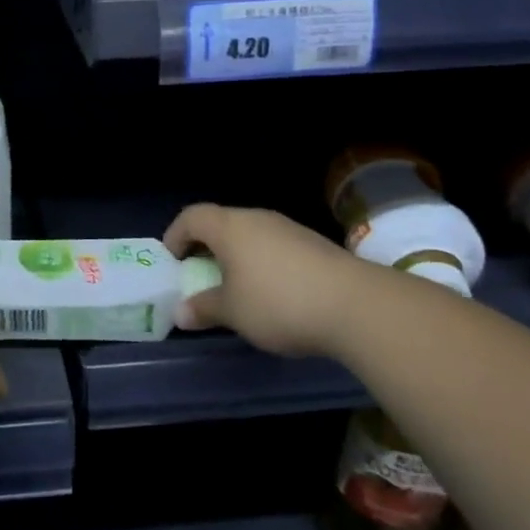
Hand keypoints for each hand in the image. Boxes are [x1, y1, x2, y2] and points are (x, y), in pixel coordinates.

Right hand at [163, 203, 373, 356]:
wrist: (357, 306)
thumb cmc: (278, 302)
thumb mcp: (232, 312)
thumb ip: (203, 309)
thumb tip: (180, 312)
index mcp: (230, 227)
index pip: (191, 217)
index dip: (175, 236)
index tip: (172, 261)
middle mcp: (258, 219)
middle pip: (221, 223)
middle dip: (206, 247)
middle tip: (200, 275)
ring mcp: (290, 229)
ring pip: (251, 235)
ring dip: (236, 256)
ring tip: (236, 287)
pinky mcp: (315, 245)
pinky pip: (275, 247)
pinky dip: (263, 263)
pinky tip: (273, 292)